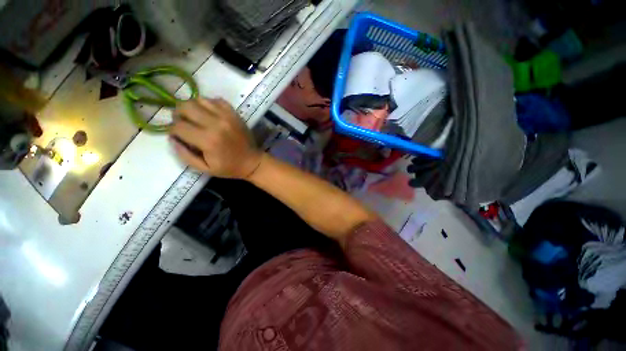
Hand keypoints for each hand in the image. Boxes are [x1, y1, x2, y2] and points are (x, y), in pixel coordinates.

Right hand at [170, 97, 262, 178]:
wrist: (253, 162)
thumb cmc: (229, 167)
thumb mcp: (205, 168)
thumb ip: (185, 155)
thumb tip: (172, 138)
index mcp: (208, 140)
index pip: (178, 126)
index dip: (173, 130)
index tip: (178, 135)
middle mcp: (216, 124)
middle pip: (185, 106)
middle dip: (178, 114)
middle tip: (183, 123)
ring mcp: (227, 116)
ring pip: (199, 99)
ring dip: (192, 107)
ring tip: (196, 118)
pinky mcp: (234, 114)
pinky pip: (216, 100)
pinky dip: (208, 104)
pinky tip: (209, 114)